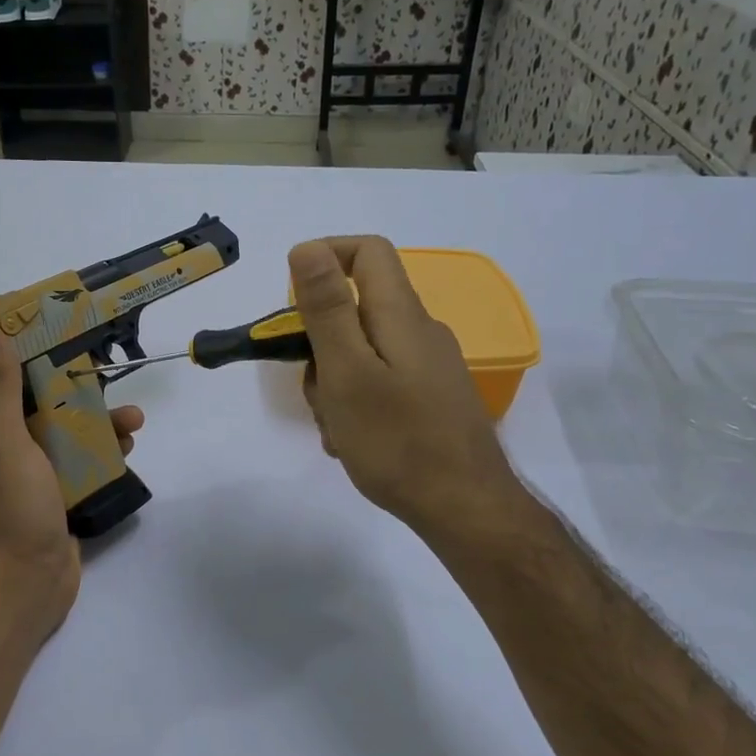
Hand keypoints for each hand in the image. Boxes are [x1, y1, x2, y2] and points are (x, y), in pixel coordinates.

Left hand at [0, 320, 144, 639]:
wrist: (24, 581)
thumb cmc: (12, 504)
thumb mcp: (2, 437)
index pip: (17, 378)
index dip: (40, 352)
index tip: (70, 328)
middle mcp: (16, 447)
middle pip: (53, 405)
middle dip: (84, 389)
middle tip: (115, 377)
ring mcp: (42, 475)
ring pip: (76, 435)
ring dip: (103, 424)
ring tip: (135, 422)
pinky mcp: (65, 498)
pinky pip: (89, 466)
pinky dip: (108, 455)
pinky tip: (128, 450)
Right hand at [290, 236, 532, 544]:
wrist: (465, 508)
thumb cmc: (397, 440)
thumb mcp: (347, 372)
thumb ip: (327, 309)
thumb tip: (308, 247)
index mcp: (402, 316)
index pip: (367, 252)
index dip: (325, 256)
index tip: (291, 297)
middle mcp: (421, 333)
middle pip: (358, 310)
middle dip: (321, 343)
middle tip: (313, 388)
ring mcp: (429, 369)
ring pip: (364, 354)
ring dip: (335, 383)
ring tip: (334, 428)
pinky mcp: (432, 400)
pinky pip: (381, 385)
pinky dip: (357, 404)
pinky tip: (352, 443)